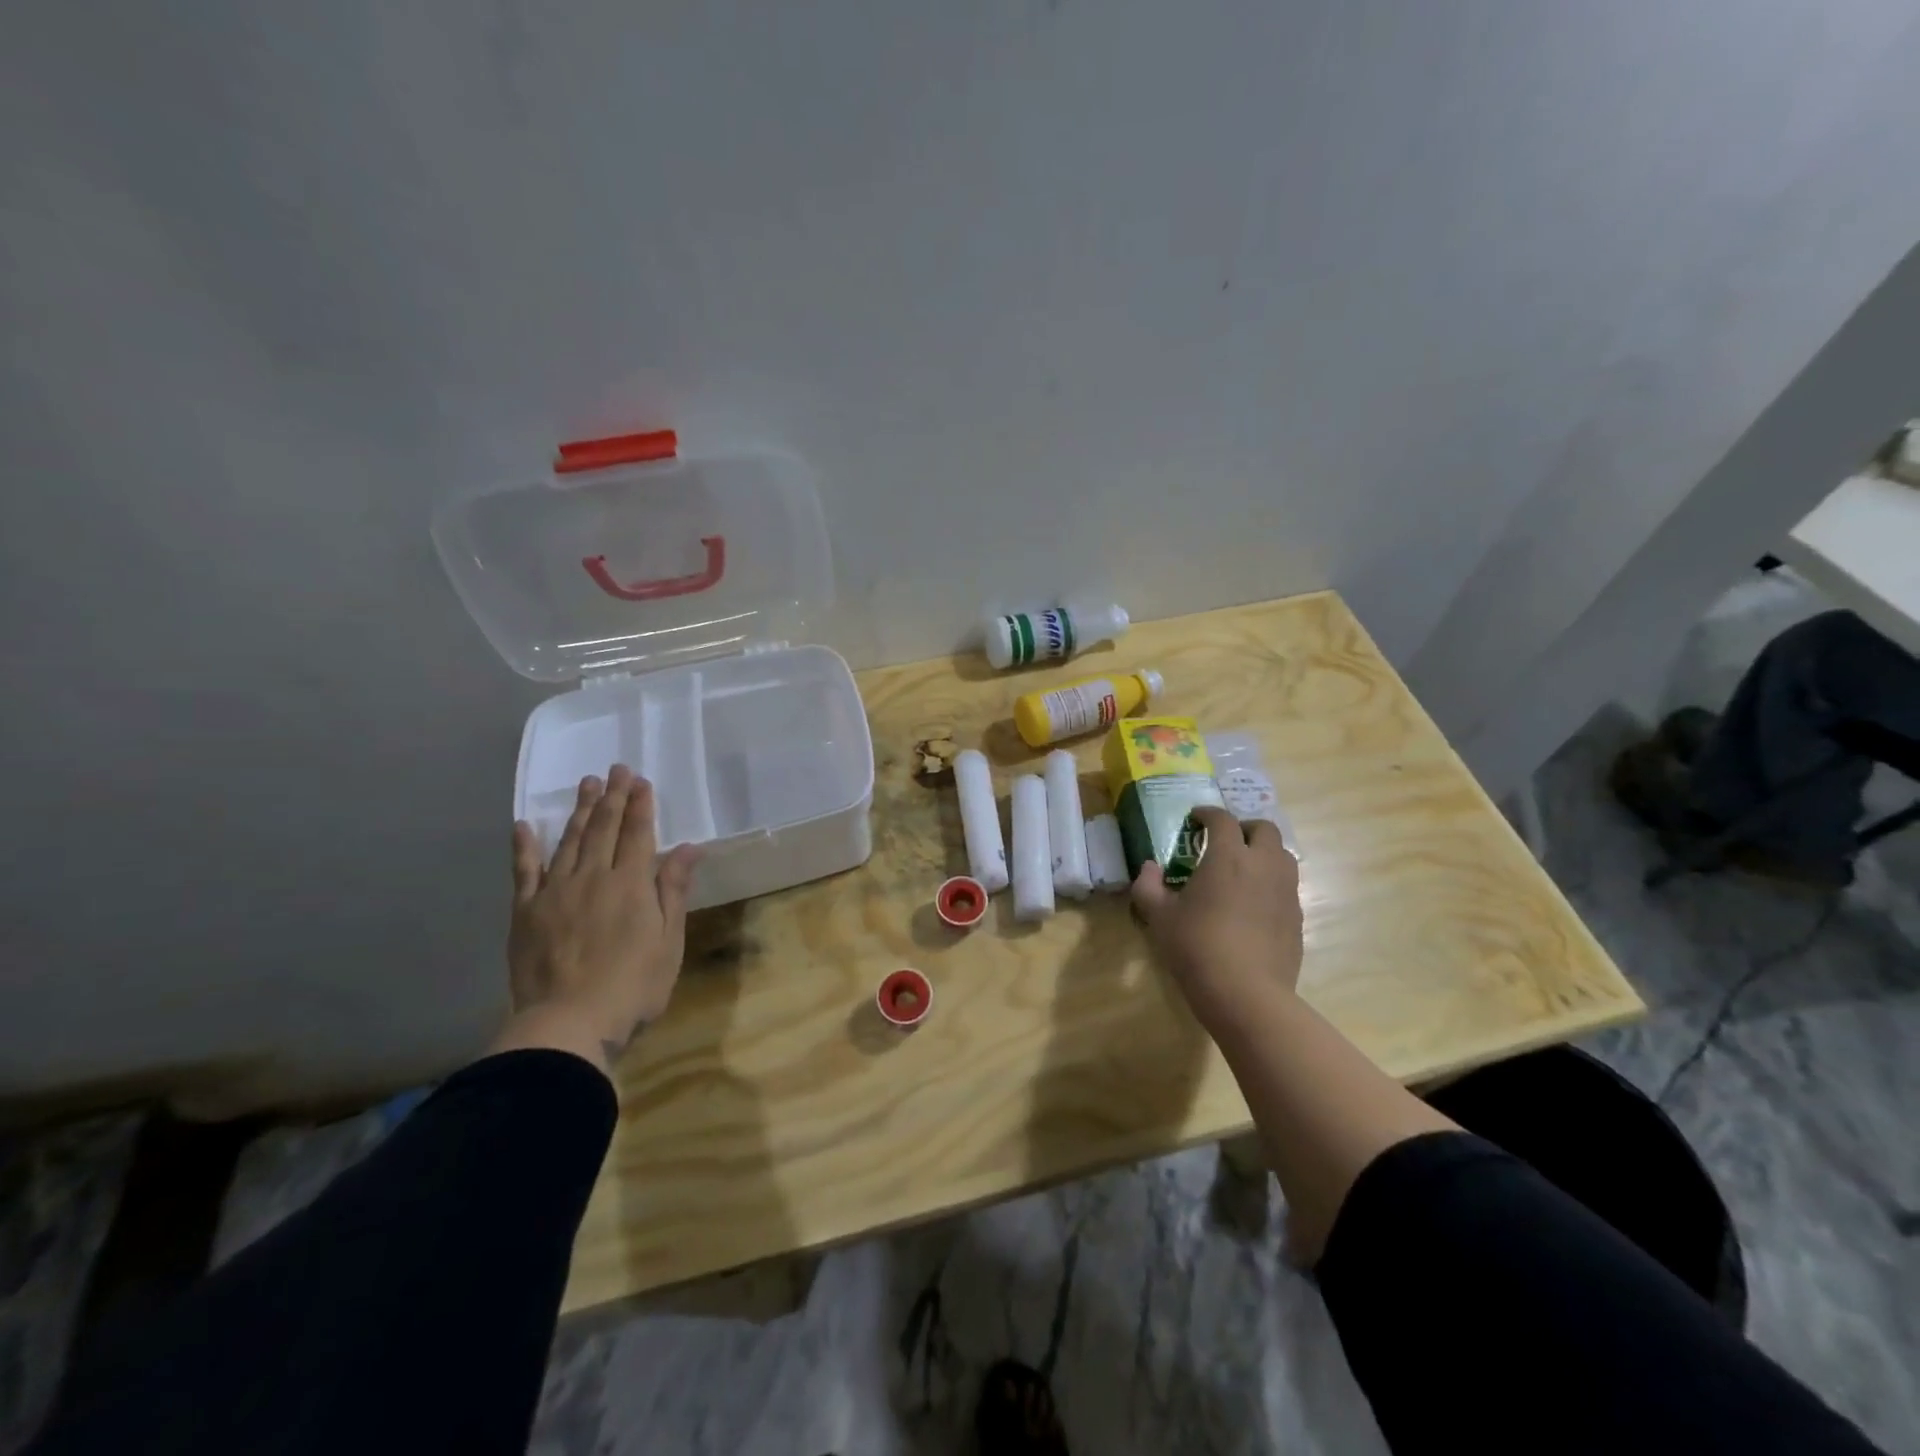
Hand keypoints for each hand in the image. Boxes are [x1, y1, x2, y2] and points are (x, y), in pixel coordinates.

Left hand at [496, 766, 701, 1073]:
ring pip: (568, 841)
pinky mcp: (526, 911)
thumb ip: (674, 890)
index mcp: (631, 885)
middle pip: (603, 829)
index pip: (638, 834)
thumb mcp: (669, 941)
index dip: (640, 806)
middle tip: (615, 769)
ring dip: (578, 810)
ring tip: (586, 784)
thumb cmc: (633, 986)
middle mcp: (593, 877)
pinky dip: (524, 847)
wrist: (569, 1023)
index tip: (640, 781)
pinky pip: (524, 871)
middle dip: (612, 797)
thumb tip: (689, 847)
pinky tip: (523, 825)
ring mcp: (555, 892)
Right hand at [1131, 806, 1301, 1031]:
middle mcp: (1263, 865)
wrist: (1246, 994)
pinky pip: (1287, 887)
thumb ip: (1148, 886)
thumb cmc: (1196, 947)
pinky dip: (1271, 883)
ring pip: (1283, 856)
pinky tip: (1253, 904)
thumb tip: (1149, 867)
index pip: (1223, 820)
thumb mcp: (1159, 917)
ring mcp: (1285, 892)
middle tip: (1225, 841)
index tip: (1196, 819)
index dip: (1208, 813)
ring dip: (1264, 852)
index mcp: (1228, 857)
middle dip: (1244, 828)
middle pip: (1265, 829)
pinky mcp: (1297, 918)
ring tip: (1243, 869)